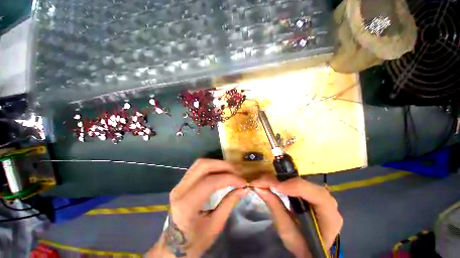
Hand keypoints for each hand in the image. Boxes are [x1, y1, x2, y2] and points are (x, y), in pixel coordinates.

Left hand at [146, 159, 247, 257]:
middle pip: (203, 166)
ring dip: (218, 164)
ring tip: (231, 170)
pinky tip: (221, 172)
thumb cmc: (194, 241)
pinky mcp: (182, 182)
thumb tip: (243, 188)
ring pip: (200, 163)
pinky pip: (198, 168)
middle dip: (223, 165)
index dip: (229, 178)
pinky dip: (212, 166)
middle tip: (237, 171)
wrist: (173, 246)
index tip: (243, 181)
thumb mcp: (215, 226)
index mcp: (186, 205)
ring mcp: (179, 184)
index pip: (210, 182)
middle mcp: (180, 189)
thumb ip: (229, 203)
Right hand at [252, 175, 342, 256]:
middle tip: (264, 181)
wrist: (310, 250)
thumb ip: (275, 207)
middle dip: (284, 181)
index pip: (318, 196)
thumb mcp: (287, 231)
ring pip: (300, 181)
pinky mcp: (310, 193)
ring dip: (281, 179)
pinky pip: (296, 183)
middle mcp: (328, 202)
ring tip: (265, 181)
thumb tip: (258, 187)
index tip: (274, 186)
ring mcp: (319, 196)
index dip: (295, 187)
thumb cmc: (301, 245)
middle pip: (307, 184)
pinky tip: (273, 183)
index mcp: (330, 217)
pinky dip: (283, 181)